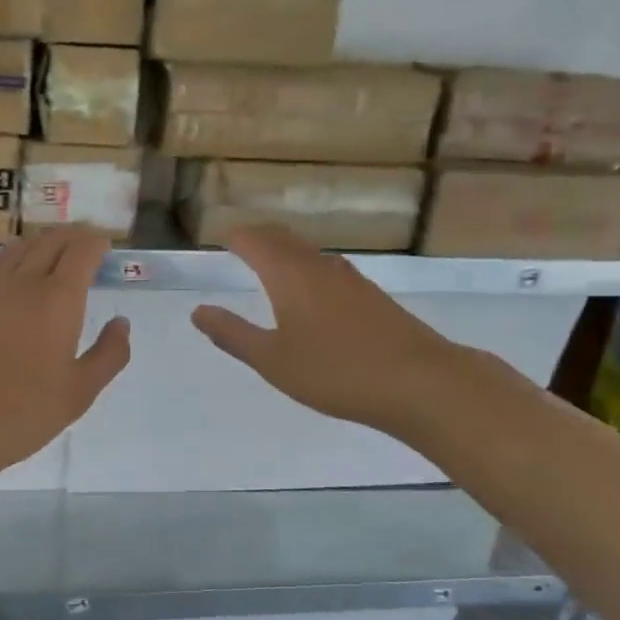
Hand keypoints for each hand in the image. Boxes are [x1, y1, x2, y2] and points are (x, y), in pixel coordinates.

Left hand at [0, 228, 130, 480]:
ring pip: (19, 247)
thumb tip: (121, 323)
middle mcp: (23, 281)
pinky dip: (16, 258)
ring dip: (42, 241)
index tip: (105, 245)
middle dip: (72, 234)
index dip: (96, 242)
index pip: (81, 250)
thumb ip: (108, 354)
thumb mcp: (79, 393)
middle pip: (50, 240)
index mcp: (58, 299)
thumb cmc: (22, 412)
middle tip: (86, 240)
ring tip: (54, 250)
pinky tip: (17, 277)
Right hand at [192, 226, 462, 434]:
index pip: (254, 239)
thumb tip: (198, 311)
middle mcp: (319, 266)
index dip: (233, 237)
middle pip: (283, 238)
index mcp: (289, 274)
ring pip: (308, 253)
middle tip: (238, 245)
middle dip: (257, 238)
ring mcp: (351, 278)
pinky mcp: (372, 296)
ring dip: (284, 253)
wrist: (421, 382)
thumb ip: (233, 334)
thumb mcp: (273, 360)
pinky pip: (328, 270)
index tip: (217, 240)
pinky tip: (310, 296)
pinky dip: (307, 271)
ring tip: (268, 267)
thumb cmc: (336, 372)